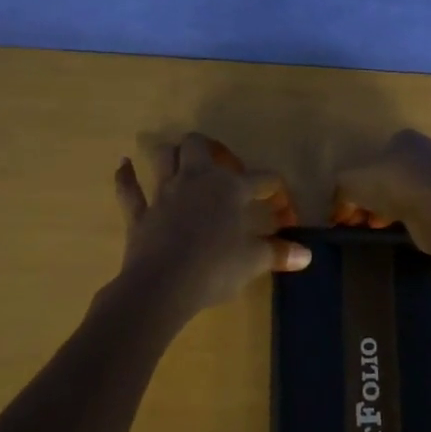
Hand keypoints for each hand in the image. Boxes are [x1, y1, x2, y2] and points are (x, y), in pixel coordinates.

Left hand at [114, 134, 310, 320]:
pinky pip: (128, 188)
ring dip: (169, 153)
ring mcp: (164, 193)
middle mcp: (196, 180)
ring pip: (163, 156)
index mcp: (230, 188)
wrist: (163, 285)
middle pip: (198, 146)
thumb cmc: (215, 268)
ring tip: (177, 158)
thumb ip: (278, 254)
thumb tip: (306, 255)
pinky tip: (124, 165)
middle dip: (210, 149)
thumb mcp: (252, 261)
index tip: (283, 211)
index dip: (276, 192)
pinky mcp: (139, 213)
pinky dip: (125, 176)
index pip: (262, 179)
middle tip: (221, 166)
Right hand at [331, 129, 430, 248]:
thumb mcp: (351, 182)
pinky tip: (394, 230)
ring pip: (405, 193)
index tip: (347, 204)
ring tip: (372, 227)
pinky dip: (406, 218)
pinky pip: (421, 209)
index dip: (356, 181)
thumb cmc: (394, 184)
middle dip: (370, 198)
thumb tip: (337, 207)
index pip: (374, 156)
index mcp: (405, 138)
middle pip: (389, 176)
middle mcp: (427, 152)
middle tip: (357, 219)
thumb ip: (340, 190)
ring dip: (385, 210)